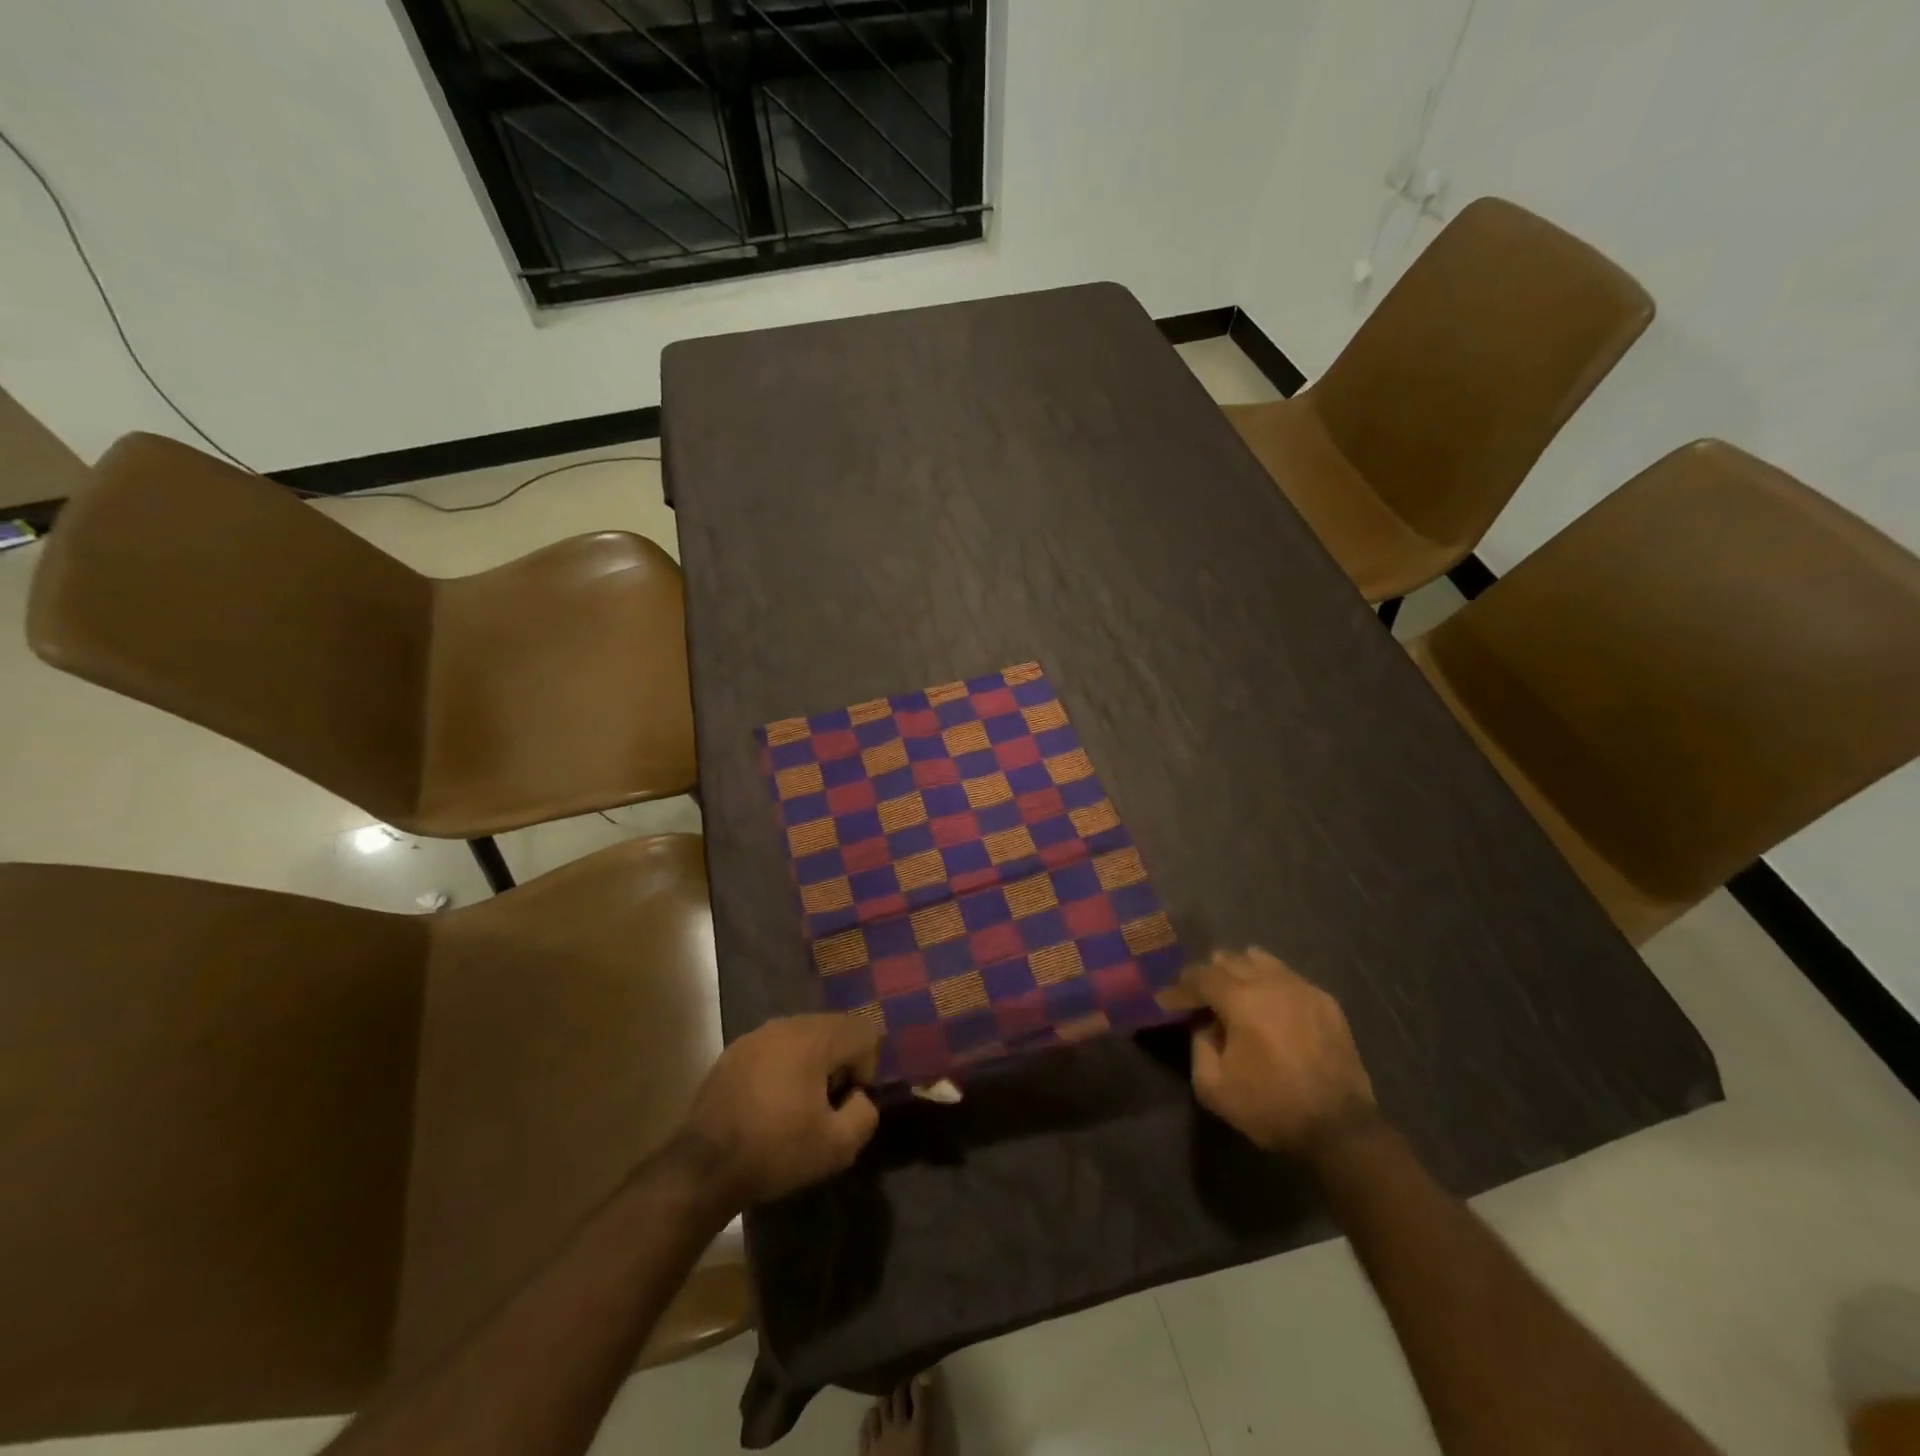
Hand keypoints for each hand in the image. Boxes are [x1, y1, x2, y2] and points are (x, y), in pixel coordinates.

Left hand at [681, 1013, 882, 1204]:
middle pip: (835, 1028)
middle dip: (840, 1062)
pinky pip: (775, 1047)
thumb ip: (865, 1114)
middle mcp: (788, 1024)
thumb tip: (859, 1097)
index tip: (845, 1102)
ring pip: (804, 1036)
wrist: (703, 1167)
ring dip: (811, 1063)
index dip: (866, 1068)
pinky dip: (783, 1067)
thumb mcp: (837, 1147)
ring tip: (796, 1105)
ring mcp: (757, 1034)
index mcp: (816, 1039)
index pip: (865, 1032)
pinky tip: (768, 1103)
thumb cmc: (775, 1151)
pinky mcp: (734, 1050)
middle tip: (824, 1105)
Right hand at [1186, 948, 1376, 1157]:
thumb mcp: (1213, 1087)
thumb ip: (1199, 1046)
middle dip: (1208, 975)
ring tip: (1233, 992)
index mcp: (1241, 999)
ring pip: (1261, 960)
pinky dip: (1269, 983)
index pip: (1200, 976)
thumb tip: (1205, 1024)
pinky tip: (1268, 1005)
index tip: (1167, 1001)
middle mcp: (1270, 982)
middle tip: (1198, 996)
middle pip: (1229, 960)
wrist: (1340, 1129)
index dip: (1180, 987)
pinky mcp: (1325, 1001)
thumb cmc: (1271, 1107)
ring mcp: (1302, 988)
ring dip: (1239, 971)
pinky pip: (1288, 977)